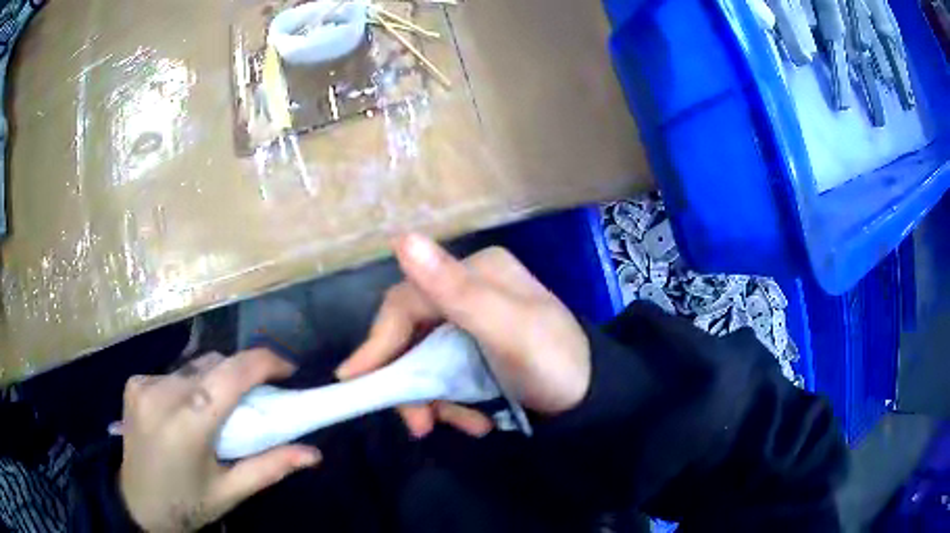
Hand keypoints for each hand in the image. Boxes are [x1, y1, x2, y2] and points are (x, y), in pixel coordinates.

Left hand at [119, 350, 320, 531]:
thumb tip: (314, 454)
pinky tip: (188, 410)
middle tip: (256, 401)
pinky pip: (174, 373)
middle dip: (241, 374)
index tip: (288, 370)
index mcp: (188, 424)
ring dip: (215, 379)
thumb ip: (271, 467)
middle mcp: (162, 393)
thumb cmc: (188, 504)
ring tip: (221, 410)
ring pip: (193, 366)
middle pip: (214, 364)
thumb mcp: (231, 491)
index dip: (265, 362)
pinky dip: (190, 384)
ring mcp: (144, 384)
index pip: (232, 374)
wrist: (138, 504)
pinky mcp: (134, 382)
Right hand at [336, 234, 590, 437]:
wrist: (593, 399)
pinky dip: (451, 403)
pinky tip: (476, 421)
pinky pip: (444, 376)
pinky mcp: (476, 351)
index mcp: (474, 273)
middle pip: (412, 335)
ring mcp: (472, 323)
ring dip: (434, 400)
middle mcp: (468, 291)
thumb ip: (456, 289)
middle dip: (411, 383)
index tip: (356, 380)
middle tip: (419, 425)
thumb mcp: (509, 329)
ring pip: (425, 362)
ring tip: (464, 426)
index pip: (406, 303)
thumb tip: (401, 238)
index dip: (378, 342)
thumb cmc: (554, 362)